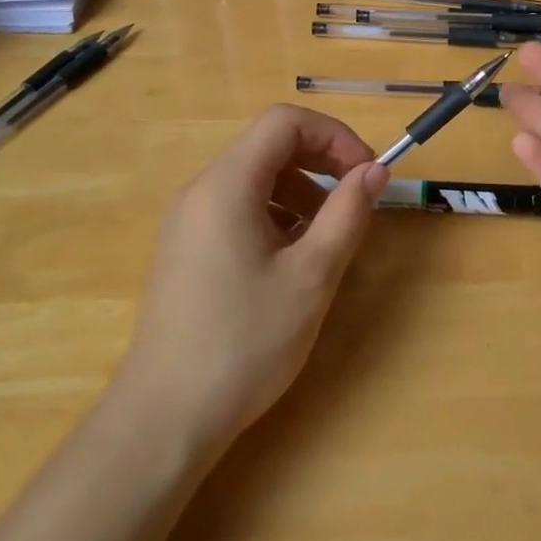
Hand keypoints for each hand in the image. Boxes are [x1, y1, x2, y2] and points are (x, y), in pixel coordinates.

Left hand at [114, 105, 388, 449]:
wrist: (165, 417)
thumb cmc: (244, 342)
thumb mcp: (311, 276)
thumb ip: (347, 214)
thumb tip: (374, 170)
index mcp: (227, 185)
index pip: (285, 123)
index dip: (334, 135)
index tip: (366, 172)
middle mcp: (201, 190)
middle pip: (268, 145)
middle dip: (320, 161)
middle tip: (357, 198)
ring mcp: (188, 219)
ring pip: (254, 177)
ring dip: (300, 189)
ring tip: (327, 235)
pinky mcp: (186, 247)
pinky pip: (237, 207)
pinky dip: (275, 213)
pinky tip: (291, 258)